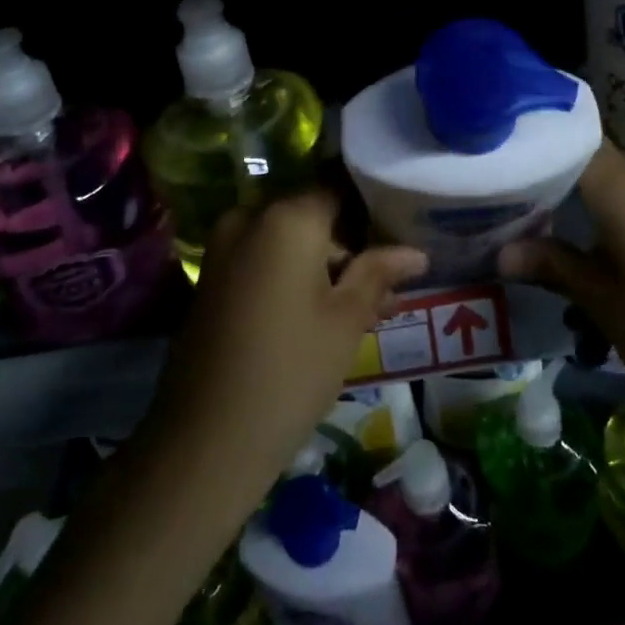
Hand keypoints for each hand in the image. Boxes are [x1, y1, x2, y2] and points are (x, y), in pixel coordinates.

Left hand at [148, 192, 427, 485]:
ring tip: (364, 305)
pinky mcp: (212, 276)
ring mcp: (224, 247)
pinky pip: (263, 259)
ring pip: (288, 240)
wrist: (208, 437)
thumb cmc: (292, 369)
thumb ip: (379, 272)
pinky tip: (322, 312)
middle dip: (350, 243)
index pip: (339, 187)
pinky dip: (293, 274)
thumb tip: (417, 252)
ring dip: (323, 263)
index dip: (372, 207)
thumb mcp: (347, 319)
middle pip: (313, 214)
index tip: (400, 230)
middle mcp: (250, 217)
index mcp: (287, 217)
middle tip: (387, 281)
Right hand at [502, 145, 624, 447]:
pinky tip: (598, 264)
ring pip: (616, 193)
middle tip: (506, 208)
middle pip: (590, 164)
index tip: (496, 154)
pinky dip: (612, 228)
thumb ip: (553, 267)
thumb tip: (500, 253)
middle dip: (548, 186)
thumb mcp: (607, 305)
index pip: (570, 136)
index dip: (533, 138)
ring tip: (545, 246)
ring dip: (581, 214)